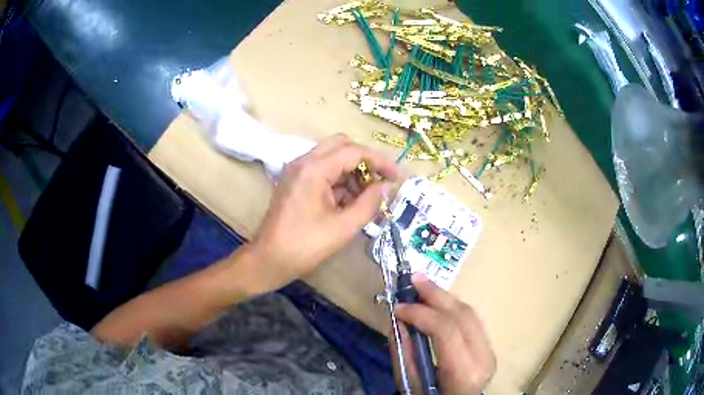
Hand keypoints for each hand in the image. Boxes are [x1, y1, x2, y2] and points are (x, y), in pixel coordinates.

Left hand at [247, 134, 398, 289]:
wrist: (269, 260)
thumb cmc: (306, 246)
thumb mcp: (344, 227)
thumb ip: (370, 203)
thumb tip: (387, 186)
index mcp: (314, 169)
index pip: (354, 152)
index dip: (380, 161)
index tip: (398, 177)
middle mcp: (304, 162)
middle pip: (342, 145)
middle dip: (366, 161)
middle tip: (381, 181)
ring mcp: (297, 170)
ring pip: (332, 157)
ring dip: (353, 171)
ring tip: (368, 196)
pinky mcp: (295, 181)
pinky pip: (323, 170)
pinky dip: (340, 180)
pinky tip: (351, 201)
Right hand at [392, 274, 495, 394]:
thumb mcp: (411, 385)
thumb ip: (404, 352)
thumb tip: (396, 319)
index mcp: (465, 372)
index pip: (447, 330)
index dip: (422, 313)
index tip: (399, 307)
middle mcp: (483, 357)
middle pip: (463, 315)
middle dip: (436, 294)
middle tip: (413, 278)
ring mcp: (490, 350)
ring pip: (469, 313)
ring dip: (444, 297)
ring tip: (422, 285)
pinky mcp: (488, 346)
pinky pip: (470, 320)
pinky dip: (451, 307)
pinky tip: (436, 301)